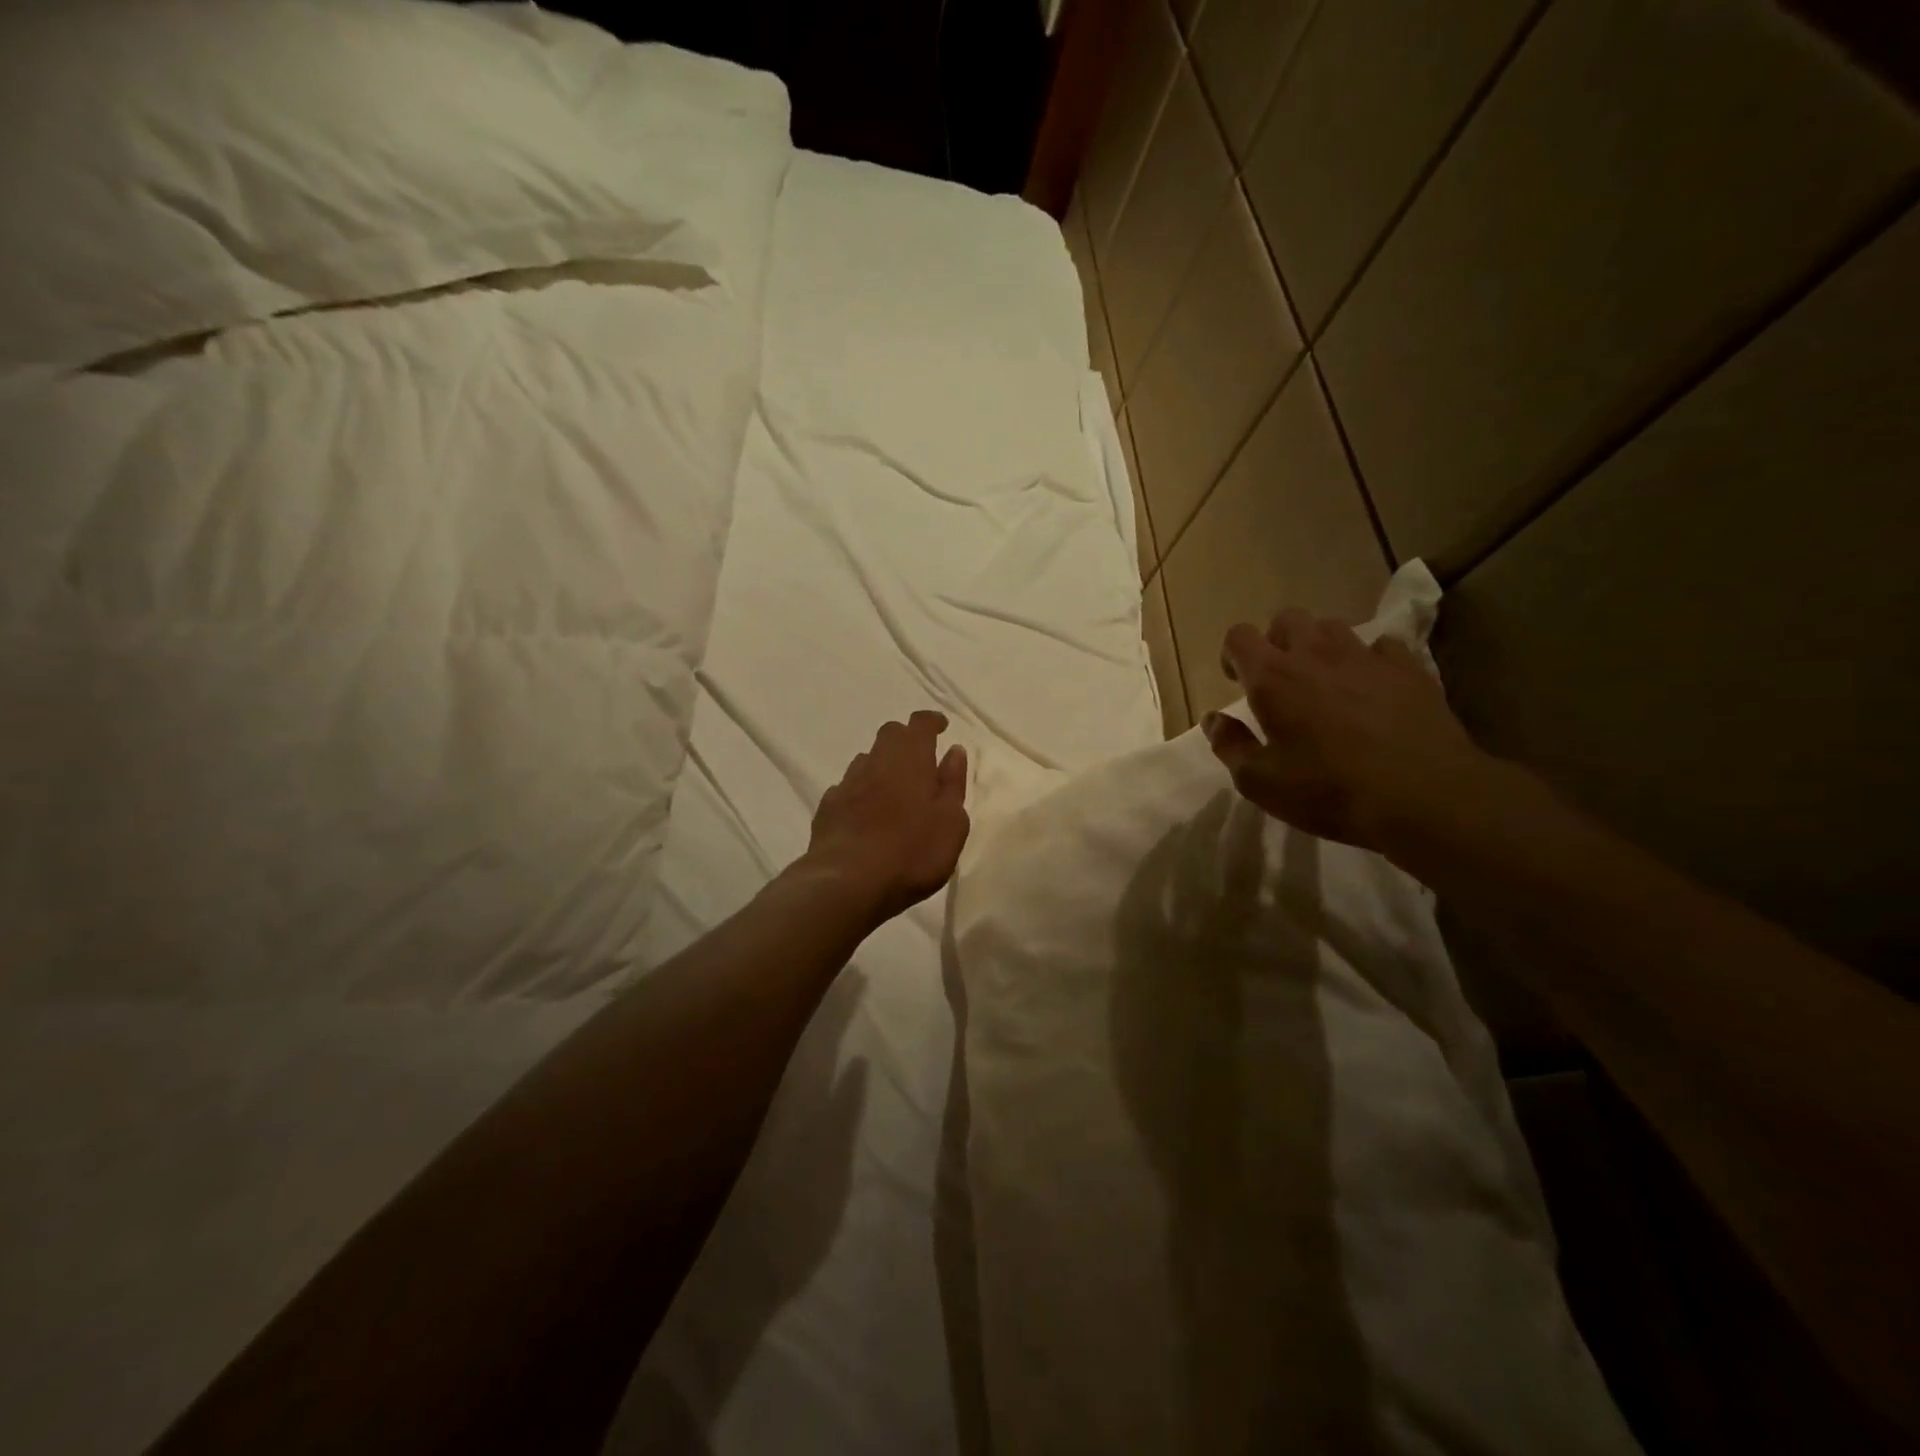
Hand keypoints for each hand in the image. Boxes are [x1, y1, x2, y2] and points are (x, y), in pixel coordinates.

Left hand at [802, 711, 969, 922]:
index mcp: (911, 759)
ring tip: (894, 788)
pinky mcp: (828, 808)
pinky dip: (861, 791)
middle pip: (889, 734)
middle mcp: (876, 762)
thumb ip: (953, 783)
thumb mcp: (951, 822)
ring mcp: (848, 784)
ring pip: (866, 760)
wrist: (847, 883)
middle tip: (921, 757)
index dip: (932, 721)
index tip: (942, 727)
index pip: (920, 724)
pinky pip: (847, 788)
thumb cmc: (912, 852)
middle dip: (906, 739)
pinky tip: (866, 812)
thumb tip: (954, 751)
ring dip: (882, 765)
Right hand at [1202, 608, 1504, 859]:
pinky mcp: (1408, 668)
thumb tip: (1213, 719)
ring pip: (1332, 627)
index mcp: (1272, 678)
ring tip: (1324, 680)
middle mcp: (1315, 654)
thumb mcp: (1260, 782)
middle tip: (1280, 679)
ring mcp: (1365, 656)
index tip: (1237, 681)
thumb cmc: (1328, 791)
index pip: (1239, 636)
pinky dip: (1369, 660)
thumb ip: (1230, 746)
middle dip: (1276, 642)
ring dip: (1319, 646)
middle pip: (1286, 619)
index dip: (1233, 654)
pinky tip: (1372, 688)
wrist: (1424, 796)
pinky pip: (1381, 647)